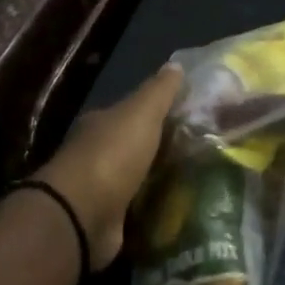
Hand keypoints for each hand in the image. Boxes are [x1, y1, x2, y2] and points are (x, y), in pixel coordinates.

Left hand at [32, 65, 183, 268]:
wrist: (83, 213)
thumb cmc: (112, 155)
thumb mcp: (141, 114)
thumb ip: (158, 92)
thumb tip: (175, 64)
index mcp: (101, 124)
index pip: (131, 113)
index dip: (157, 112)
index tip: (188, 115)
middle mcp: (97, 153)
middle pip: (134, 145)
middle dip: (161, 147)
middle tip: (201, 149)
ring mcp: (101, 189)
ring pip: (137, 178)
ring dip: (159, 178)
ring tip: (198, 180)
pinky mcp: (108, 220)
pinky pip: (137, 209)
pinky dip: (153, 207)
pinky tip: (178, 208)